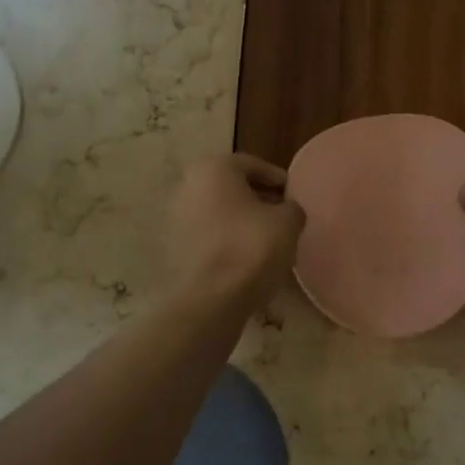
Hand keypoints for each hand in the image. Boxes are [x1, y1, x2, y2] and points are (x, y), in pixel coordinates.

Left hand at [167, 154, 305, 311]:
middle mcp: (187, 185)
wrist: (212, 298)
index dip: (277, 179)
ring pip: (216, 212)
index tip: (293, 194)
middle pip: (230, 187)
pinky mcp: (171, 248)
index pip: (252, 165)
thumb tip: (287, 210)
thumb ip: (291, 207)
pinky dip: (224, 239)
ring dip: (239, 220)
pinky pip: (206, 235)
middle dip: (256, 198)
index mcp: (213, 169)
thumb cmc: (252, 247)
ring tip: (265, 238)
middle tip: (280, 214)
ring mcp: (174, 218)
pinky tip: (244, 256)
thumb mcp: (288, 222)